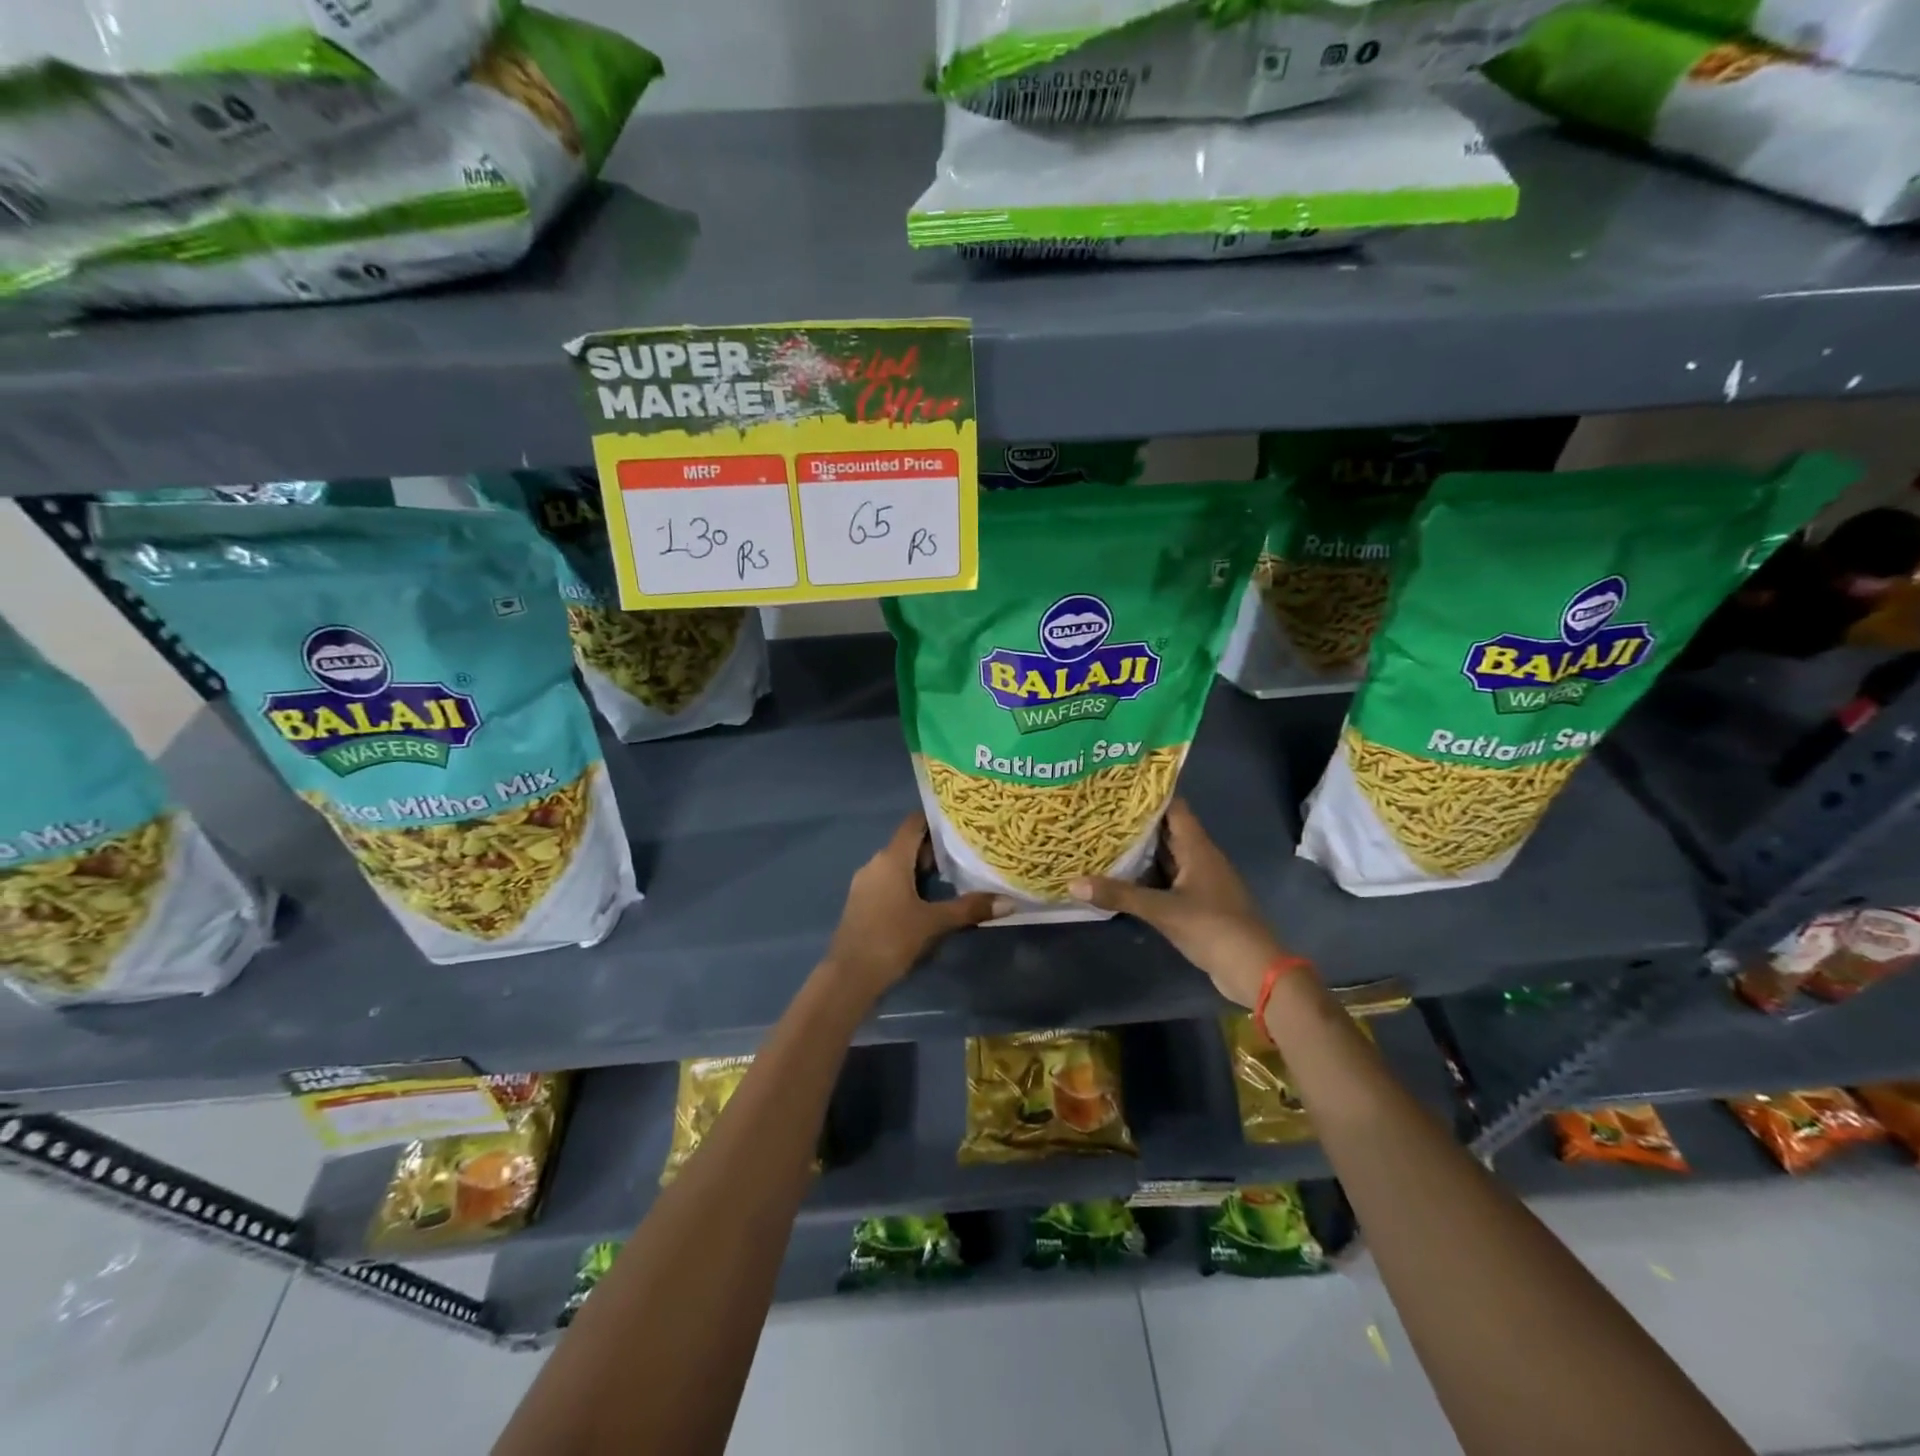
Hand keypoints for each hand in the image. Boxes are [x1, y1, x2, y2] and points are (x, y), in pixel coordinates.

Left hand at [823, 813, 1002, 999]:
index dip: (935, 818)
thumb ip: (969, 908)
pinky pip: (888, 881)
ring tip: (952, 876)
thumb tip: (1008, 902)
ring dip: (921, 867)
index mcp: (891, 858)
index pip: (913, 823)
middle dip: (934, 848)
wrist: (849, 976)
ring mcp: (865, 883)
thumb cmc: (892, 938)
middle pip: (907, 844)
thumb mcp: (934, 923)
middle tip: (965, 852)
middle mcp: (875, 863)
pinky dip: (908, 883)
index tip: (960, 821)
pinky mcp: (861, 902)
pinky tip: (926, 898)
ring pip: (897, 864)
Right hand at [1069, 798, 1286, 1007]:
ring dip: (1139, 850)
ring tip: (1101, 838)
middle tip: (1099, 811)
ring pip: (1165, 856)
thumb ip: (1119, 895)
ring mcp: (1200, 880)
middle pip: (1166, 830)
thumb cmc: (1213, 928)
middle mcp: (1199, 857)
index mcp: (1197, 847)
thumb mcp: (1162, 910)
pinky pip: (1167, 879)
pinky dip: (1146, 875)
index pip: (1173, 807)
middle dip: (1135, 821)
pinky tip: (1120, 876)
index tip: (1117, 785)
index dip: (1148, 794)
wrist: (1253, 970)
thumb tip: (1072, 884)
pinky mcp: (1197, 902)